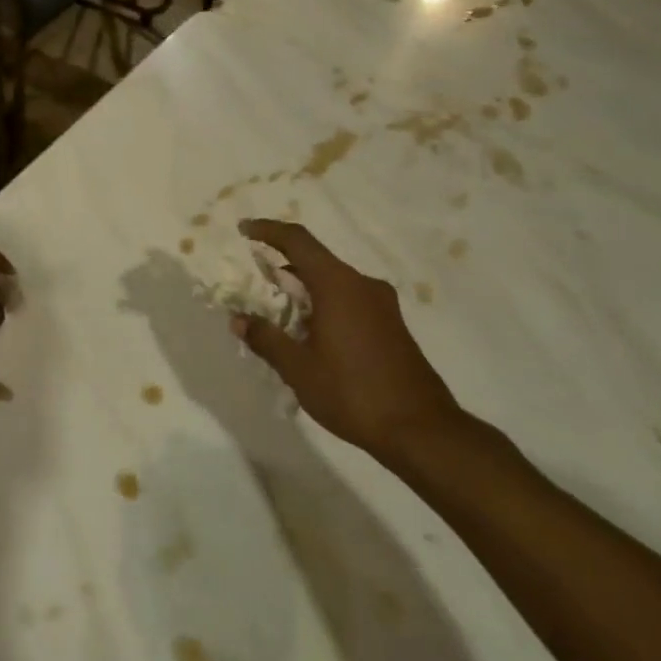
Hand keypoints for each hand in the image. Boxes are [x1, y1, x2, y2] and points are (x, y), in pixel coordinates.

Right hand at [229, 219, 464, 464]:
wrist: (421, 430)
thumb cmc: (352, 392)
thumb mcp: (298, 368)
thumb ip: (266, 338)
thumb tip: (239, 319)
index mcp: (339, 285)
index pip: (298, 241)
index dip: (268, 230)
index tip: (244, 230)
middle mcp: (363, 285)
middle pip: (316, 261)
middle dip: (282, 267)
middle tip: (255, 283)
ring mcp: (382, 306)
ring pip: (333, 283)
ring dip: (303, 290)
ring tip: (277, 315)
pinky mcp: (391, 326)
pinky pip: (349, 300)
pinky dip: (324, 305)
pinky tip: (309, 335)